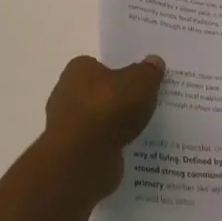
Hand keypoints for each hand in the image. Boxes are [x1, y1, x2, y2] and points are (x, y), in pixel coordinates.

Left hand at [40, 54, 165, 197]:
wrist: (82, 159)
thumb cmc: (108, 109)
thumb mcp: (140, 82)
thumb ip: (148, 72)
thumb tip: (154, 61)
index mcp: (78, 69)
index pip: (100, 65)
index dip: (120, 72)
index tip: (140, 82)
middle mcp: (67, 93)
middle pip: (100, 93)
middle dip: (119, 100)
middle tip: (147, 105)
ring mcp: (68, 125)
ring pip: (100, 120)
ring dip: (116, 126)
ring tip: (144, 130)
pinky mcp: (73, 152)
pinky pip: (99, 144)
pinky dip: (112, 146)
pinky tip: (132, 150)